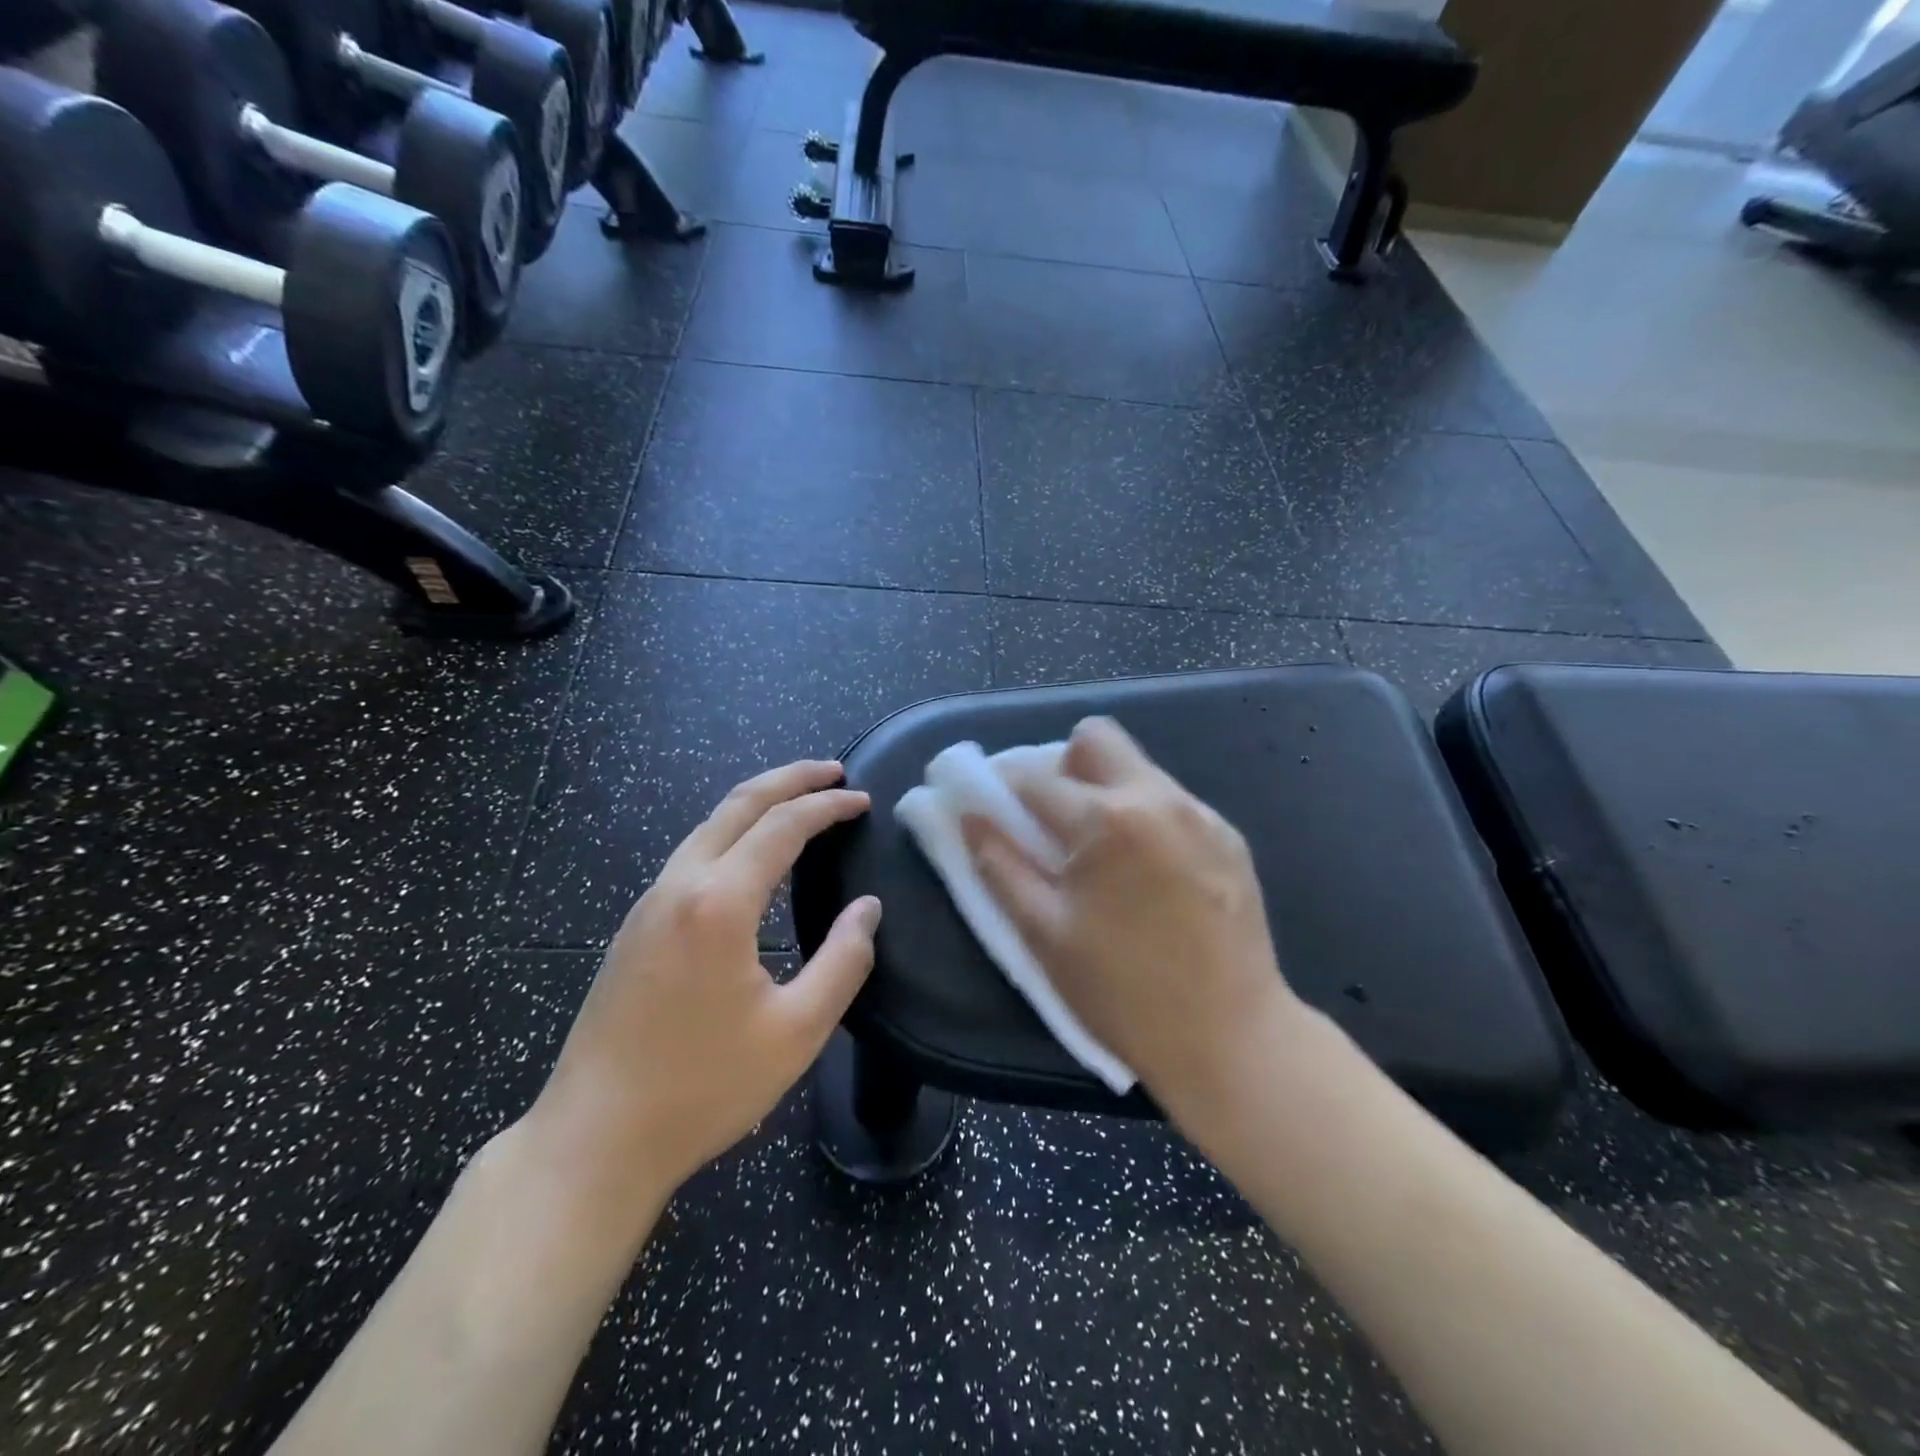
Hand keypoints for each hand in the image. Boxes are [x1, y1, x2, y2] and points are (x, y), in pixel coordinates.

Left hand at [528, 761, 880, 1219]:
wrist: (593, 1139)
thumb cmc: (702, 1088)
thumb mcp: (796, 1032)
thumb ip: (843, 961)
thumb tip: (867, 910)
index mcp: (719, 902)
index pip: (783, 826)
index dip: (827, 805)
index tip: (863, 800)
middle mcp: (679, 886)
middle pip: (738, 804)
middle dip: (790, 779)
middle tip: (834, 771)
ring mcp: (649, 904)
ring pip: (709, 825)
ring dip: (758, 802)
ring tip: (799, 802)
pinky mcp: (635, 927)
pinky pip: (692, 854)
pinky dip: (732, 832)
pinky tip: (750, 855)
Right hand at [963, 718, 1306, 1131]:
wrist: (1233, 1039)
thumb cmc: (1123, 994)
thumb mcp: (1044, 934)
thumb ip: (999, 865)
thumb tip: (969, 815)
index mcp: (1105, 819)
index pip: (1033, 777)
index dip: (1001, 789)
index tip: (993, 810)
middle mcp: (1157, 796)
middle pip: (1095, 738)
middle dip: (1062, 766)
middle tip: (1053, 821)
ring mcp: (1200, 813)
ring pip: (1136, 766)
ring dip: (1104, 790)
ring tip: (1101, 852)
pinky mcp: (1228, 835)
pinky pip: (1170, 801)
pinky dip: (1143, 816)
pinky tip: (1147, 871)